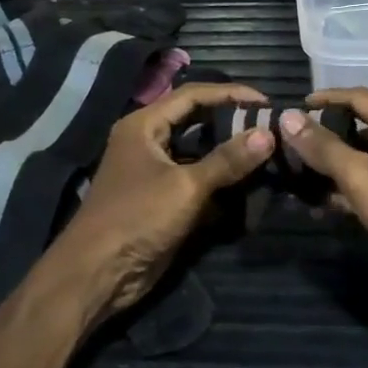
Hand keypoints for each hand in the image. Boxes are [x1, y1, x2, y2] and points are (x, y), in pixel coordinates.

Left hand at [49, 82, 274, 319]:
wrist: (98, 274)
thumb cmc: (137, 218)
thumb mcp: (186, 186)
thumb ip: (227, 160)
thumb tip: (268, 135)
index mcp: (144, 125)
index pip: (193, 95)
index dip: (230, 93)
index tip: (265, 101)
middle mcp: (148, 141)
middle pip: (196, 120)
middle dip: (231, 121)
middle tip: (269, 125)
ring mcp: (154, 170)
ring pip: (199, 151)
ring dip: (228, 151)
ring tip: (265, 149)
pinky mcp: (163, 198)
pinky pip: (197, 178)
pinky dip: (220, 178)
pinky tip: (249, 181)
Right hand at [278, 89, 367, 315]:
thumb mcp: (362, 177)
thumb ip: (324, 147)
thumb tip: (288, 116)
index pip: (358, 96)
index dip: (324, 100)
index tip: (291, 109)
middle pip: (362, 125)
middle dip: (326, 136)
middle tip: (290, 146)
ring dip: (336, 166)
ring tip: (299, 177)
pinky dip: (353, 188)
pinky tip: (325, 205)